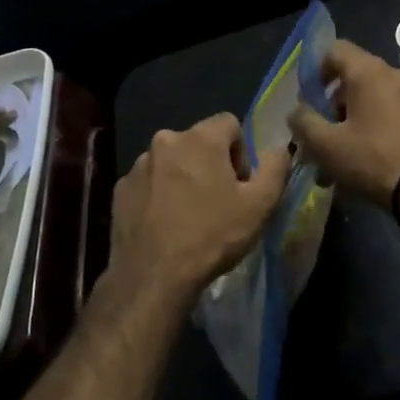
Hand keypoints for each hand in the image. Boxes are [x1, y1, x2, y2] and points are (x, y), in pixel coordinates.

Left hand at [109, 113, 292, 304]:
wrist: (153, 276)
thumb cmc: (212, 236)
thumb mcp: (259, 206)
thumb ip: (274, 168)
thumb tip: (279, 148)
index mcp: (201, 138)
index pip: (229, 123)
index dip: (240, 152)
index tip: (239, 184)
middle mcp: (166, 140)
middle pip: (198, 142)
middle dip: (210, 164)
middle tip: (216, 202)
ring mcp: (139, 164)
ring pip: (171, 161)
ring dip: (182, 178)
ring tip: (187, 217)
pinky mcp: (120, 188)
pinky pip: (148, 182)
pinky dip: (158, 194)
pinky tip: (164, 224)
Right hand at [288, 40, 399, 204]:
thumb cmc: (372, 159)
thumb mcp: (326, 144)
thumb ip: (303, 121)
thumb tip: (297, 111)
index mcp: (369, 72)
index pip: (335, 50)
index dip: (316, 70)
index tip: (308, 99)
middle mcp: (394, 74)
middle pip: (352, 77)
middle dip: (331, 104)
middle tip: (320, 133)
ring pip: (371, 98)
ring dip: (350, 120)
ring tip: (338, 156)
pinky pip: (389, 111)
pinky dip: (372, 126)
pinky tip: (362, 159)